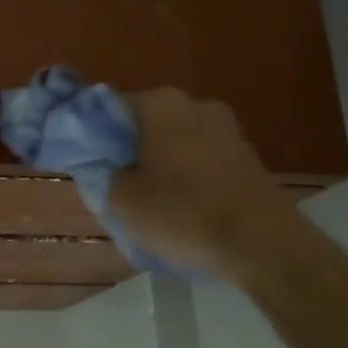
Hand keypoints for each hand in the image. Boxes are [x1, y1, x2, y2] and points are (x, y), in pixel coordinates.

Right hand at [110, 88, 302, 279]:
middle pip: (143, 123)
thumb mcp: (122, 200)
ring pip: (172, 141)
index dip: (91, 135)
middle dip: (125, 149)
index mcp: (160, 104)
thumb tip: (102, 164)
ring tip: (144, 200)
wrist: (263, 243)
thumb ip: (102, 174)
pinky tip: (178, 205)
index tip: (84, 162)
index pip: (108, 108)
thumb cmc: (183, 213)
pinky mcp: (244, 154)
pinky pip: (198, 157)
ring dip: (155, 162)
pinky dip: (183, 174)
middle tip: (111, 183)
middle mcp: (194, 104)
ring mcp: (225, 128)